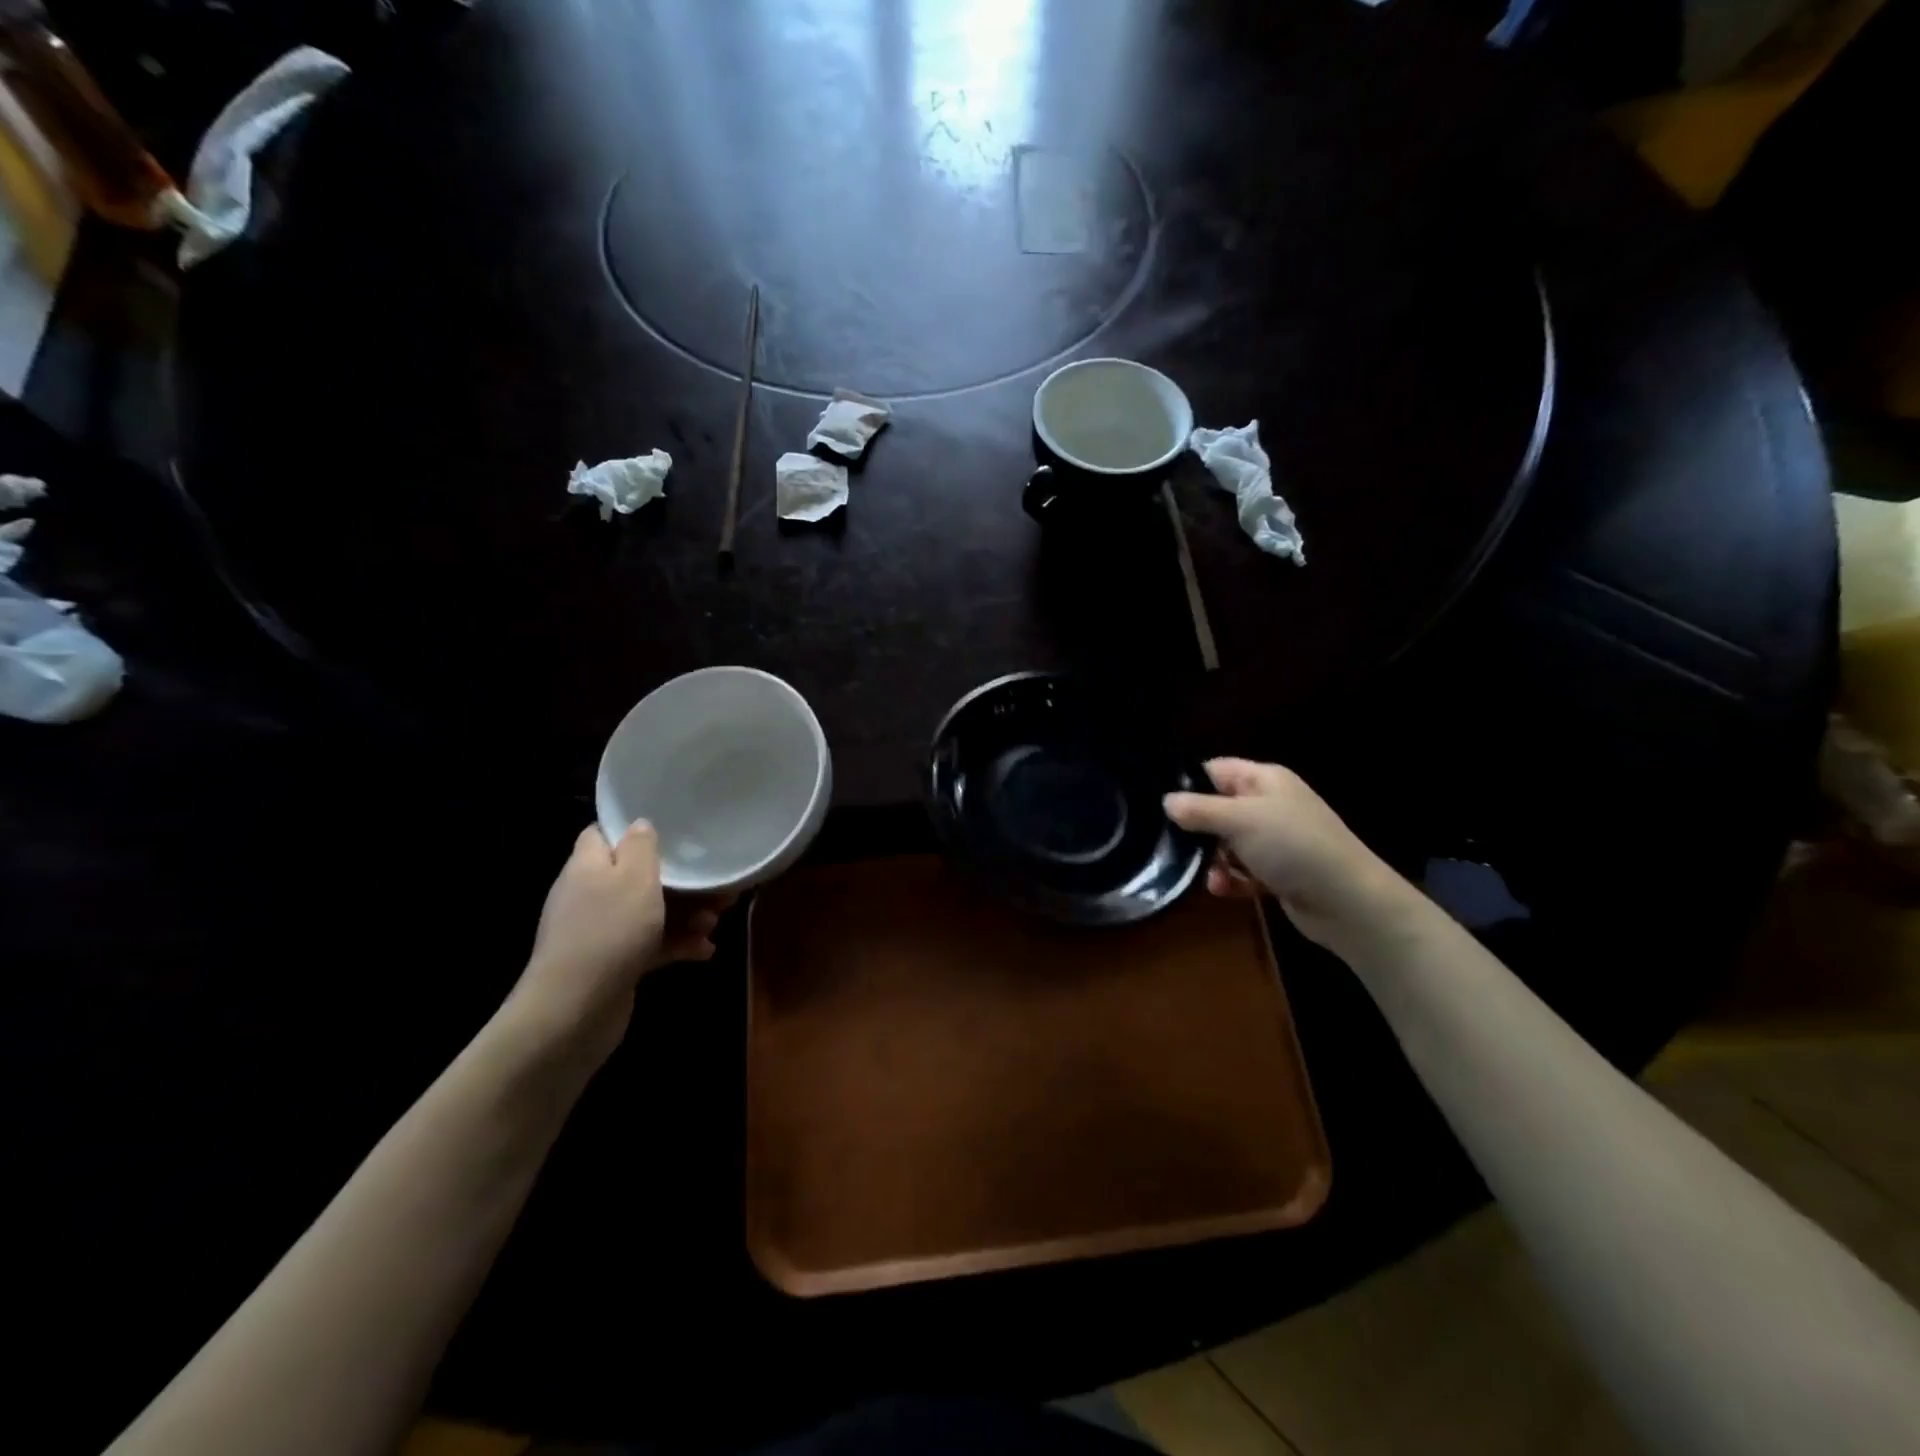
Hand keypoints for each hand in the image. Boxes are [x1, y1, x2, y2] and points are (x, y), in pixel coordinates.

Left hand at [511, 822, 726, 1066]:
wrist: (574, 1011)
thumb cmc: (609, 932)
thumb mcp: (634, 878)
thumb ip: (641, 846)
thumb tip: (640, 824)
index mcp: (588, 865)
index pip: (604, 833)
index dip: (634, 830)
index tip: (673, 830)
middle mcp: (590, 894)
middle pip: (637, 875)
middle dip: (680, 880)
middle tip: (716, 885)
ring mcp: (600, 932)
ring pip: (649, 912)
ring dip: (685, 914)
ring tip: (716, 922)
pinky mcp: (613, 964)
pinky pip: (650, 945)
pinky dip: (677, 944)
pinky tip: (705, 951)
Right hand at [1164, 758, 1414, 952]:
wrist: (1347, 901)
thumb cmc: (1292, 846)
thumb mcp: (1239, 820)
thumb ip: (1198, 809)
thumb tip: (1166, 801)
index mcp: (1264, 779)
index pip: (1216, 770)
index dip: (1189, 784)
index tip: (1162, 805)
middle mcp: (1269, 805)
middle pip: (1218, 808)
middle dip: (1198, 829)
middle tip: (1177, 845)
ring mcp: (1275, 840)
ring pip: (1227, 843)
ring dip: (1213, 860)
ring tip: (1210, 876)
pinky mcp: (1278, 872)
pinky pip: (1242, 871)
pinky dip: (1231, 880)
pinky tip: (1223, 890)